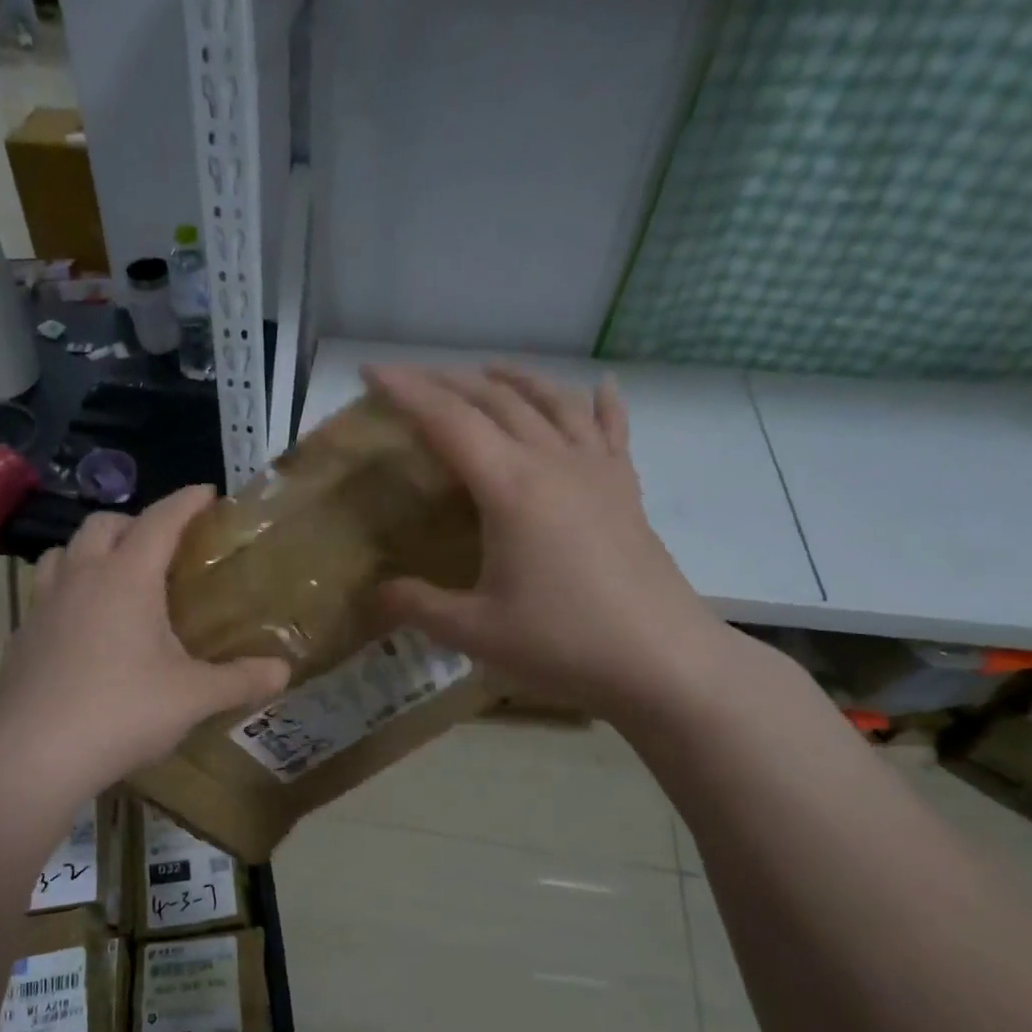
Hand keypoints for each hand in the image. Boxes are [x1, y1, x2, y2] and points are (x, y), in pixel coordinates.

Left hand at [0, 486, 289, 797]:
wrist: (33, 755)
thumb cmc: (122, 712)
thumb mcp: (193, 697)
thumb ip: (241, 680)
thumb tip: (284, 671)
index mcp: (127, 578)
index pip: (160, 521)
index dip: (186, 502)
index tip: (207, 492)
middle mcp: (81, 578)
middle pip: (103, 524)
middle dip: (135, 522)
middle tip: (162, 546)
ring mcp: (44, 606)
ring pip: (64, 552)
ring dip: (91, 550)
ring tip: (116, 577)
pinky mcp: (22, 636)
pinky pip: (46, 593)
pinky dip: (68, 590)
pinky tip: (83, 627)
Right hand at [367, 364, 737, 725]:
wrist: (661, 661)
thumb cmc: (563, 642)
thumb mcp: (474, 632)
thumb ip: (418, 606)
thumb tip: (377, 594)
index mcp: (510, 487)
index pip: (448, 421)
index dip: (406, 391)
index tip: (370, 370)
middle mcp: (553, 462)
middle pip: (496, 400)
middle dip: (449, 381)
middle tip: (414, 379)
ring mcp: (596, 471)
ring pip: (553, 402)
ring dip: (515, 380)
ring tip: (489, 371)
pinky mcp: (625, 490)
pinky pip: (612, 430)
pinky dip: (602, 403)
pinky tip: (603, 386)